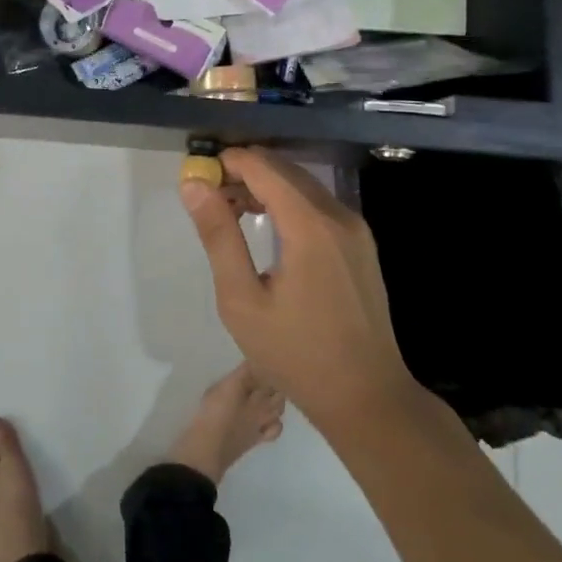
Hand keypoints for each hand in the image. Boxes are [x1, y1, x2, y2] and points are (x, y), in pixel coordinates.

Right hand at [180, 148, 418, 429]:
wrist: (367, 398)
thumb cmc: (296, 354)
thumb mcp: (242, 300)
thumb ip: (218, 236)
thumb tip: (194, 185)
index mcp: (310, 225)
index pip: (262, 167)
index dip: (227, 162)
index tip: (197, 175)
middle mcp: (338, 215)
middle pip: (284, 170)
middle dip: (243, 172)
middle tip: (209, 196)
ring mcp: (356, 228)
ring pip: (302, 184)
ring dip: (265, 186)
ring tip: (230, 211)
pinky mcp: (361, 243)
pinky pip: (318, 204)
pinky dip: (288, 202)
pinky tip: (268, 227)